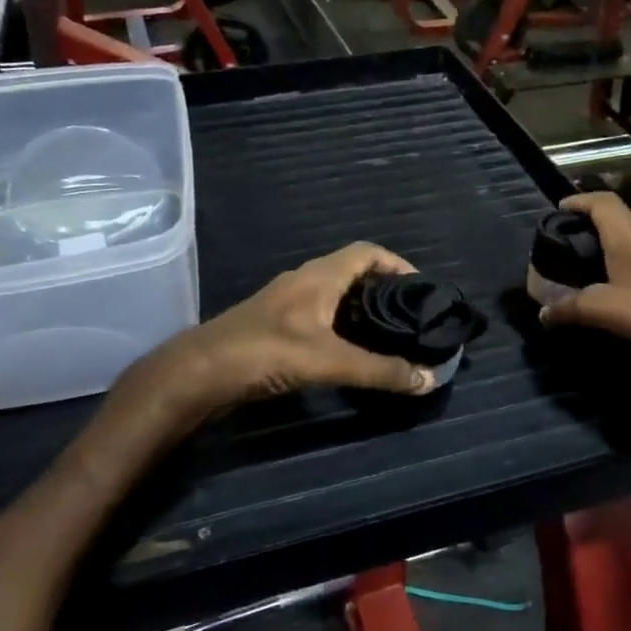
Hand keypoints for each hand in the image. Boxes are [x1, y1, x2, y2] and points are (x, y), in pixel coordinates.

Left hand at [122, 242, 436, 425]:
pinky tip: (348, 353)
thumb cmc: (266, 352)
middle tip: (411, 318)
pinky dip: (340, 326)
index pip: (367, 252)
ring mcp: (285, 302)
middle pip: (353, 273)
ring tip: (388, 337)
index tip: (423, 288)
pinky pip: (318, 315)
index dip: (398, 263)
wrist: (200, 372)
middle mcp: (303, 280)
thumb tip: (430, 378)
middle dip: (384, 290)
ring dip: (361, 310)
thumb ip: (380, 371)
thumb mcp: (330, 362)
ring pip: (334, 296)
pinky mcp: (273, 325)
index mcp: (319, 276)